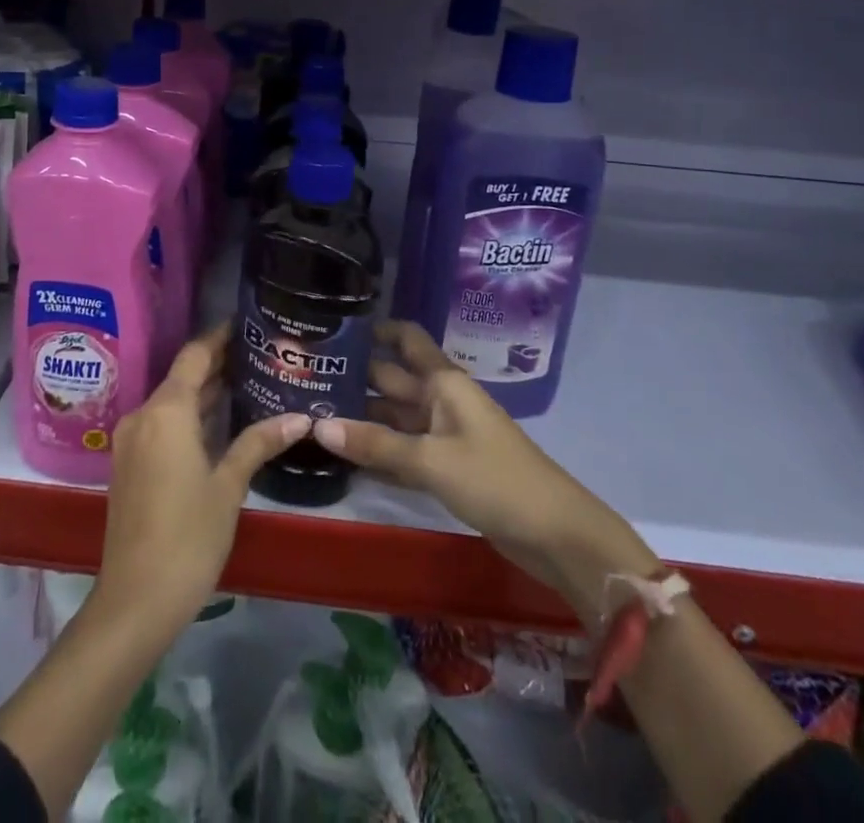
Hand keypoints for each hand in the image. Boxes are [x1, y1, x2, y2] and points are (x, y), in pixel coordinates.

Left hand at [92, 323, 309, 640]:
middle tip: (259, 355)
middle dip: (217, 365)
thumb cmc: (188, 536)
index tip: (247, 325)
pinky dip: (188, 416)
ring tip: (247, 382)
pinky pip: (162, 424)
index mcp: (166, 411)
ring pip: (171, 401)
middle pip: (182, 376)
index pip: (195, 355)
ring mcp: (131, 441)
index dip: (219, 337)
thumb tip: (300, 418)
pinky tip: (218, 423)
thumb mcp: (229, 486)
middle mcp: (143, 415)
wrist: (135, 600)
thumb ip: (259, 444)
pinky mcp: (129, 464)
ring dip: (203, 392)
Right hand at [312, 321, 655, 615]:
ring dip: (363, 415)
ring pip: (396, 415)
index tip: (335, 329)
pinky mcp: (448, 467)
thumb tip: (317, 427)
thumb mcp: (431, 460)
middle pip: (393, 378)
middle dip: (356, 376)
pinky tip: (345, 454)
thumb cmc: (495, 479)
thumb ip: (375, 445)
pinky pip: (404, 449)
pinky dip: (379, 449)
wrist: (556, 534)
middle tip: (307, 377)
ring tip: (315, 413)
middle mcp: (442, 399)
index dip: (376, 329)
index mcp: (444, 382)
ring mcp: (445, 434)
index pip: (406, 339)